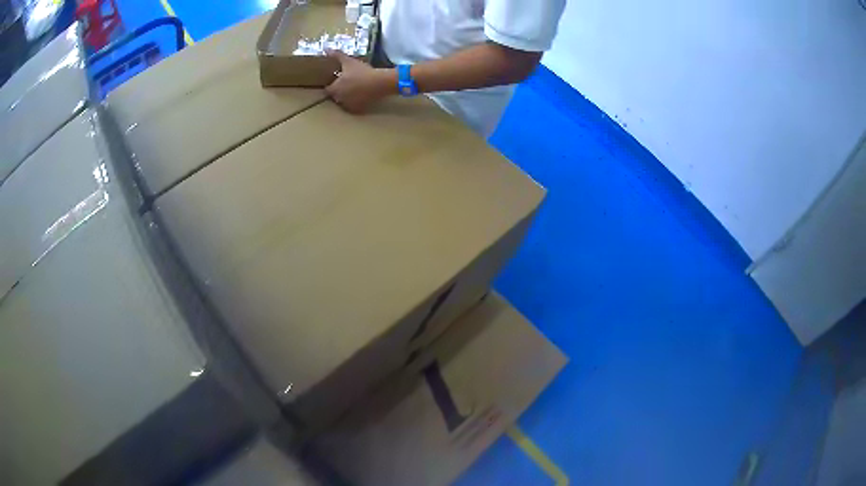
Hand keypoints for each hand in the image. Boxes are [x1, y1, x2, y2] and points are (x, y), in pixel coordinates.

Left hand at [325, 50, 394, 113]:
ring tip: (355, 89)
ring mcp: (349, 105)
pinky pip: (353, 107)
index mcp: (334, 89)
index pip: (327, 89)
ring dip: (347, 97)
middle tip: (347, 83)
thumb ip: (337, 55)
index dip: (331, 84)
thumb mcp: (349, 62)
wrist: (380, 83)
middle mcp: (339, 99)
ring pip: (344, 102)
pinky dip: (356, 102)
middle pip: (335, 96)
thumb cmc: (362, 72)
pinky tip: (361, 96)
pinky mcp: (358, 110)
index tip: (337, 80)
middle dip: (339, 91)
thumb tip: (326, 49)